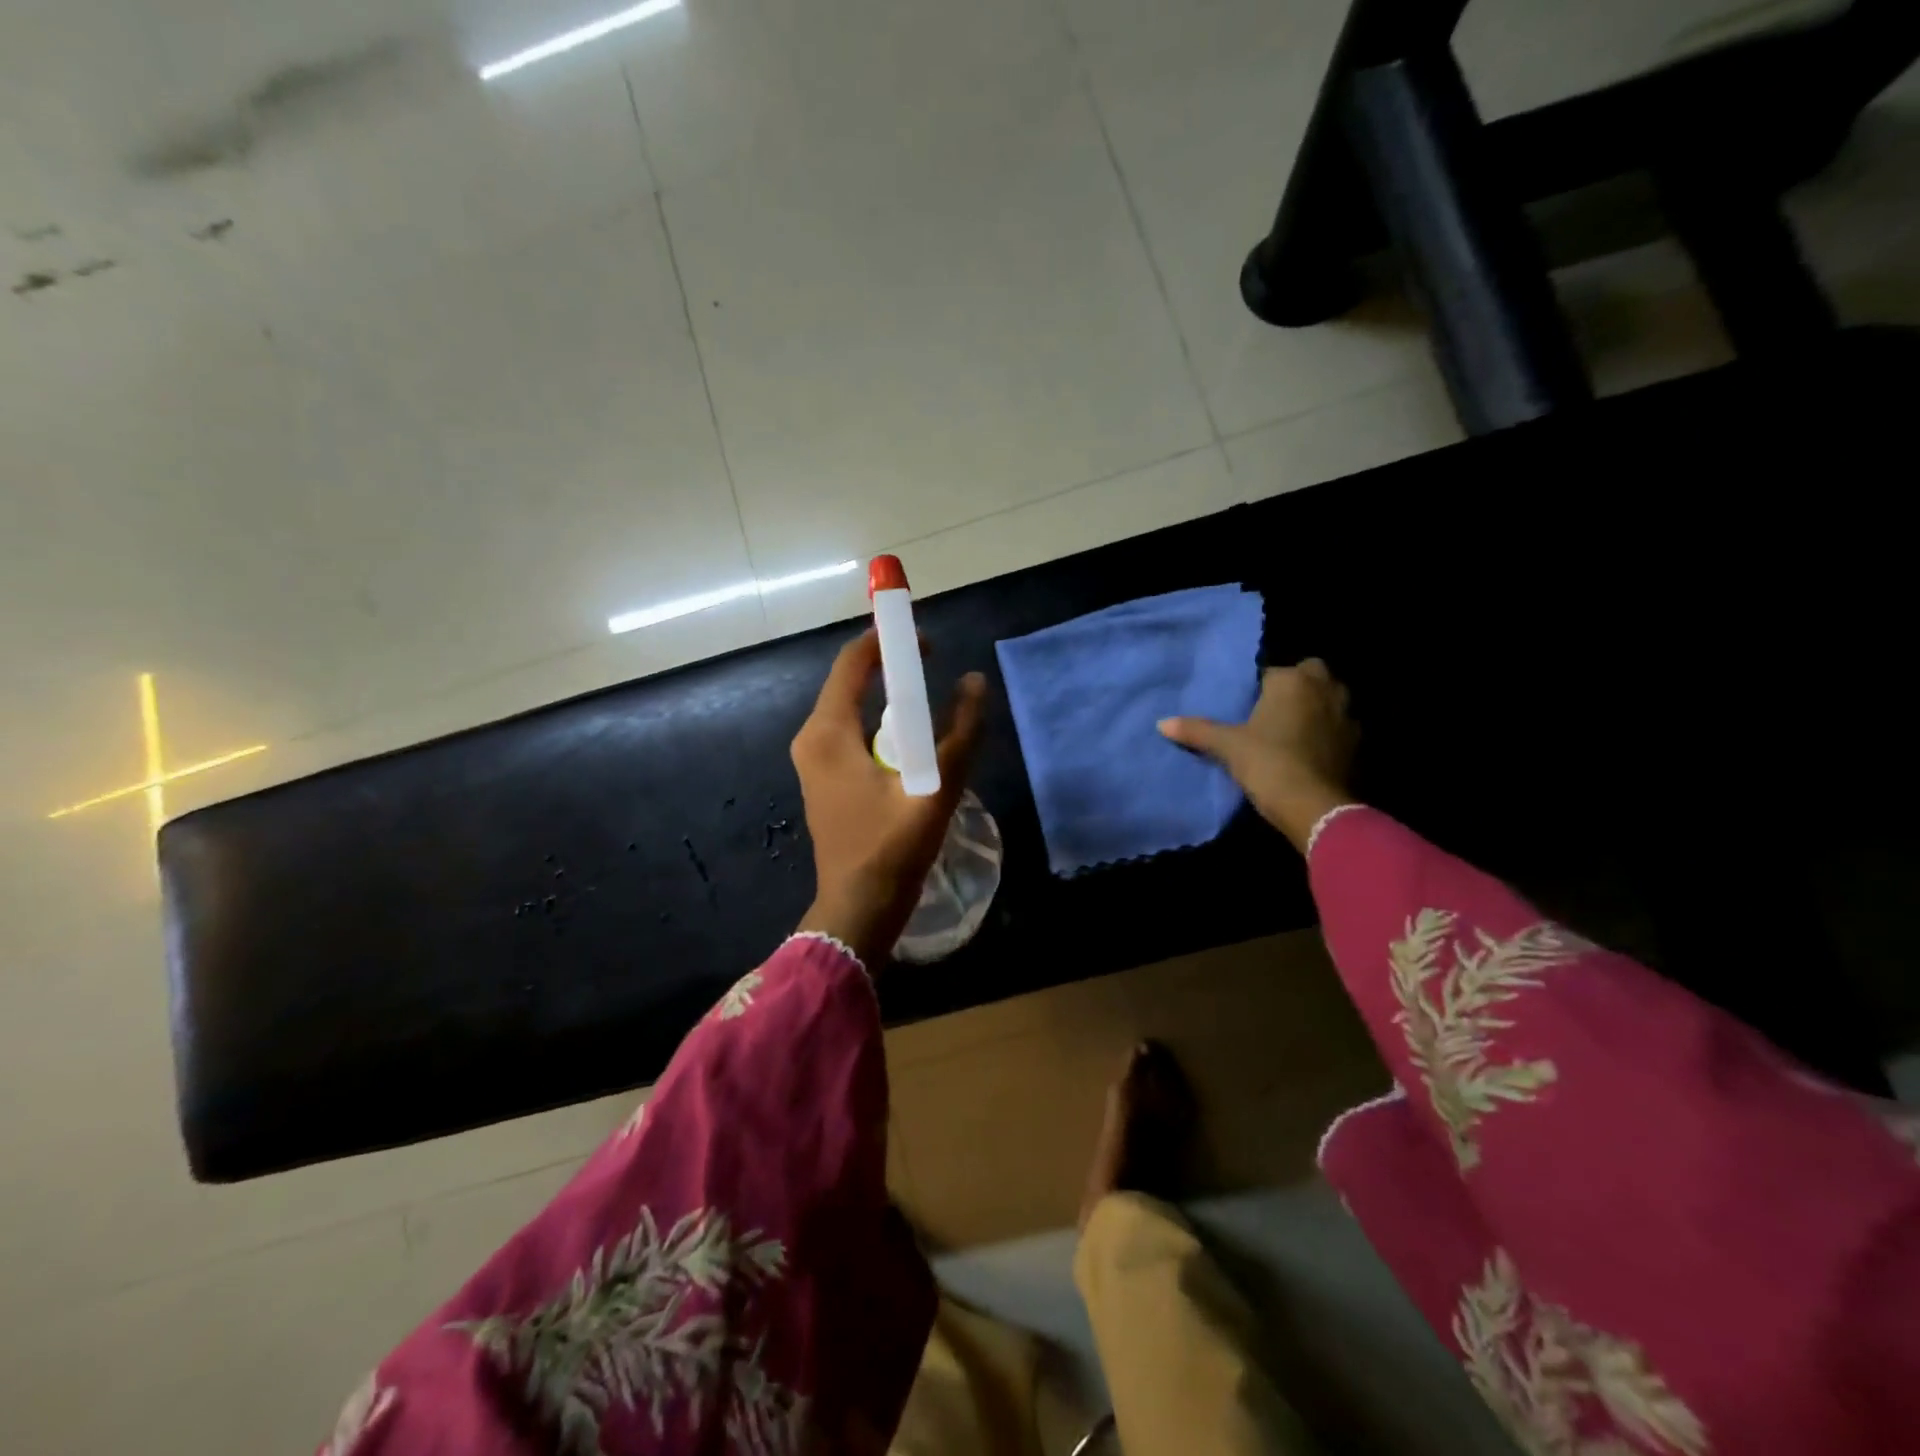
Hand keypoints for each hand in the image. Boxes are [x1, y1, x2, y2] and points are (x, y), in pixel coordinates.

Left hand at [792, 629, 988, 966]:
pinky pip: (851, 734)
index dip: (888, 641)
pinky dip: (880, 726)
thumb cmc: (892, 848)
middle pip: (851, 683)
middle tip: (934, 670)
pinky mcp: (824, 780)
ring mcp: (814, 761)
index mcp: (828, 733)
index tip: (925, 641)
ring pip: (852, 710)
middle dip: (891, 669)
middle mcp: (812, 739)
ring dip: (888, 700)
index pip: (853, 662)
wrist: (858, 908)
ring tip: (930, 705)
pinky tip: (910, 744)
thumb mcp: (935, 788)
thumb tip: (976, 682)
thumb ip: (960, 733)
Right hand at [1158, 658, 1356, 853]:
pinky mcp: (1358, 745)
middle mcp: (1326, 689)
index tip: (1247, 707)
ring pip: (1331, 700)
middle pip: (1312, 675)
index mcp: (1293, 681)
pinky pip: (1339, 729)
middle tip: (1273, 711)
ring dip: (1316, 709)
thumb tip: (1162, 723)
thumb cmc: (1268, 763)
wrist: (1314, 807)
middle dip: (1298, 686)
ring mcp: (1347, 716)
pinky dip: (1328, 735)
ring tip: (1290, 732)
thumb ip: (1197, 730)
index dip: (1260, 688)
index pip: (1273, 672)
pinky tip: (1309, 754)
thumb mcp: (1227, 746)